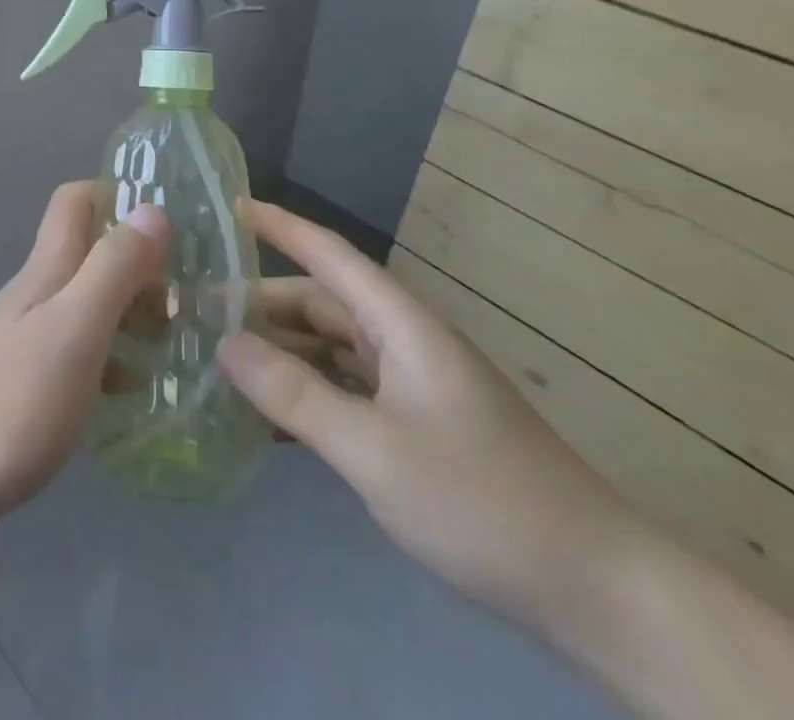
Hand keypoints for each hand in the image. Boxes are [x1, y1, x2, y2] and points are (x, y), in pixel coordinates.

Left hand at [0, 182, 169, 540]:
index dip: (116, 195)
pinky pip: (84, 350)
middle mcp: (39, 292)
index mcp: (49, 268)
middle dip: (140, 263)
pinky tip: (138, 389)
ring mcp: (31, 337)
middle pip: (92, 252)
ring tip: (178, 344)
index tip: (168, 224)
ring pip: (91, 302)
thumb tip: (153, 210)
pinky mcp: (30, 380)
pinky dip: (116, 356)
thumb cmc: (12, 397)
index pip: (75, 201)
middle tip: (189, 299)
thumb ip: (114, 268)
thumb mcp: (75, 326)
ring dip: (133, 311)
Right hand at [218, 200, 647, 632]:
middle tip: (196, 313)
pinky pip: (345, 391)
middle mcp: (403, 342)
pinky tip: (266, 418)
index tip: (229, 206)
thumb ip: (294, 394)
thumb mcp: (374, 448)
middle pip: (320, 303)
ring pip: (329, 349)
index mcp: (401, 324)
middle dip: (260, 303)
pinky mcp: (417, 426)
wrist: (597, 589)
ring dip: (279, 352)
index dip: (279, 226)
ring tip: (218, 361)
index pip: (329, 254)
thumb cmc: (482, 500)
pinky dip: (305, 394)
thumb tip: (225, 344)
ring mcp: (412, 385)